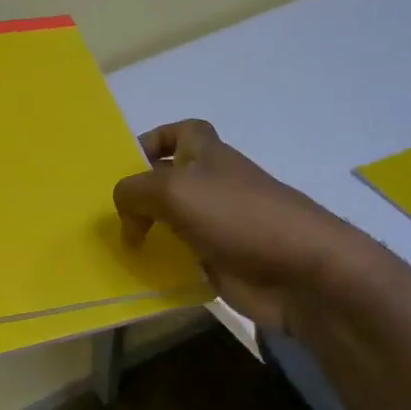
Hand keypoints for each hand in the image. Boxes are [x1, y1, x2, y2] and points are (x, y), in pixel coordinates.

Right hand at [113, 119, 387, 333]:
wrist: (301, 271)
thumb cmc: (237, 215)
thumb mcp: (172, 190)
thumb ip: (134, 191)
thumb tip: (126, 214)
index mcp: (207, 156)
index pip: (181, 132)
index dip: (155, 139)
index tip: (127, 163)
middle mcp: (212, 186)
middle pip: (168, 182)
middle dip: (139, 195)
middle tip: (109, 215)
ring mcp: (217, 226)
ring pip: (171, 223)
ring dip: (146, 234)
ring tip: (116, 248)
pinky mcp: (220, 262)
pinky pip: (181, 260)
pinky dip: (162, 268)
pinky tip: (140, 278)